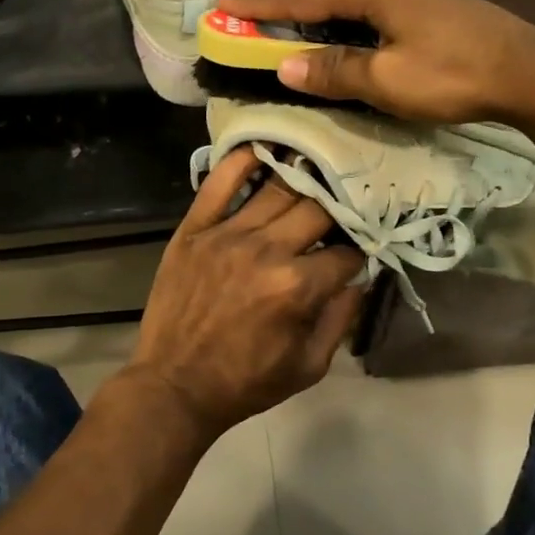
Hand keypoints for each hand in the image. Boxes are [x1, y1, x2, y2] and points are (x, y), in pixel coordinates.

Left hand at [124, 148, 366, 443]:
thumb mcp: (309, 366)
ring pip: (277, 189)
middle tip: (341, 209)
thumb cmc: (246, 382)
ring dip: (302, 178)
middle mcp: (266, 251)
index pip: (346, 253)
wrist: (174, 386)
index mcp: (297, 287)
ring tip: (316, 170)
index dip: (358, 254)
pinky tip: (263, 148)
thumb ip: (342, 318)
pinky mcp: (194, 228)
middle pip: (318, 209)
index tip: (356, 254)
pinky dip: (242, 160)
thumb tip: (360, 277)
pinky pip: (219, 182)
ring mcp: (227, 234)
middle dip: (337, 210)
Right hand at [221, 0, 534, 123]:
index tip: (224, 8)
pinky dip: (349, 13)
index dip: (261, 3)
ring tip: (310, 40)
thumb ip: (334, 71)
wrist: (529, 70)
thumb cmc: (454, 75)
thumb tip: (285, 67)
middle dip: (292, 2)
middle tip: (272, 34)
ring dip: (323, 8)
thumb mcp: (388, 81)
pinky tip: (356, 39)